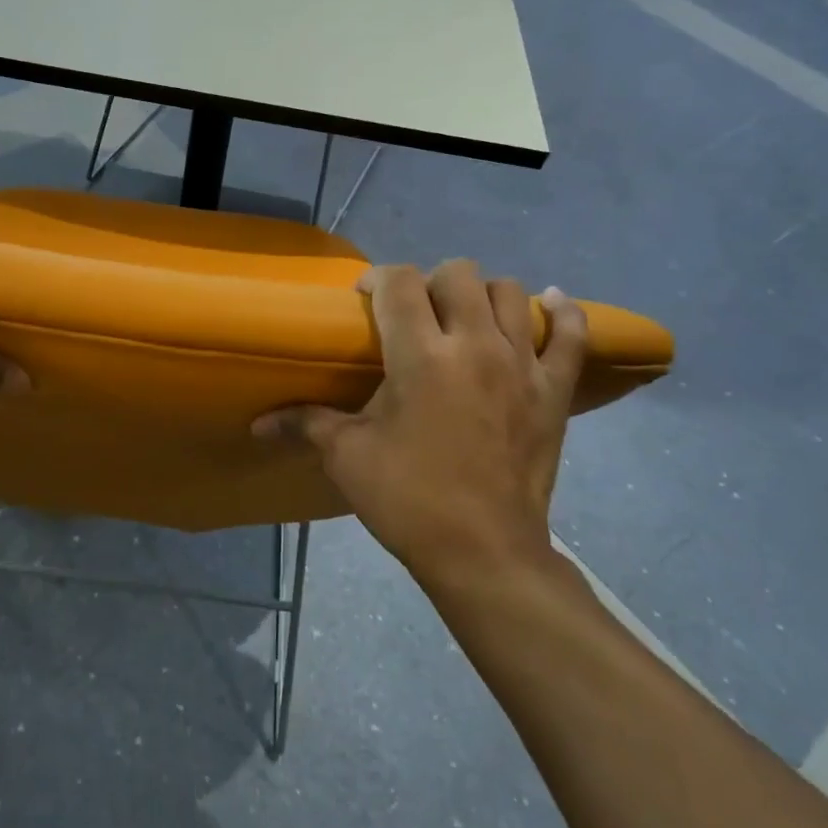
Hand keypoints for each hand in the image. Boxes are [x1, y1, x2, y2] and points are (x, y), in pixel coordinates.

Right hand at [255, 262, 587, 584]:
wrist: (483, 552)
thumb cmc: (407, 499)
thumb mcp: (347, 457)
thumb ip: (302, 424)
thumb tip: (256, 424)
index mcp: (420, 356)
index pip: (400, 283)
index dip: (378, 278)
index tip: (365, 298)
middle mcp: (474, 345)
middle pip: (458, 274)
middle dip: (430, 283)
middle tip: (414, 315)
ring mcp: (522, 365)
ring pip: (511, 293)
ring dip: (483, 294)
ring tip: (465, 317)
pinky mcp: (554, 391)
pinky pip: (571, 335)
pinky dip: (563, 314)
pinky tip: (549, 306)